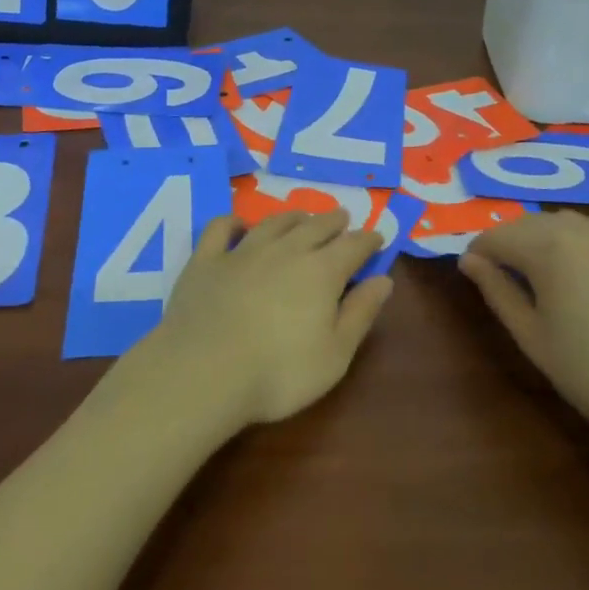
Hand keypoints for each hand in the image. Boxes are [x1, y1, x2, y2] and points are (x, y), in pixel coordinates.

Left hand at [147, 210, 392, 428]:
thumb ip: (361, 313)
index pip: (353, 246)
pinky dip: (233, 222)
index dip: (368, 240)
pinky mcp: (207, 260)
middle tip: (342, 218)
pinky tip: (239, 225)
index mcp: (322, 271)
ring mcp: (243, 251)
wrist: (203, 372)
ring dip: (293, 217)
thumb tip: (384, 279)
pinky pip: (221, 228)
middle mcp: (286, 250)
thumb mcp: (335, 355)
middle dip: (333, 221)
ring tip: (302, 217)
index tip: (377, 238)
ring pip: (274, 222)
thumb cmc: (278, 372)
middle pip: (316, 226)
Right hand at [459, 211, 588, 447]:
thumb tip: (469, 260)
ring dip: (545, 241)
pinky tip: (588, 277)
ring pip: (564, 224)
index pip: (496, 236)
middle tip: (506, 279)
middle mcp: (581, 227)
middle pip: (529, 224)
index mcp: (548, 247)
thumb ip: (496, 290)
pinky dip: (581, 243)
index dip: (478, 253)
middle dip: (510, 244)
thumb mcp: (531, 336)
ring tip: (547, 279)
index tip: (472, 274)